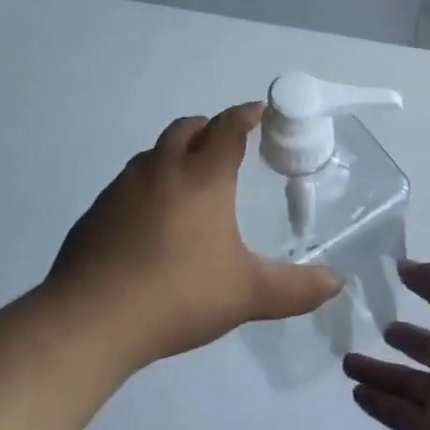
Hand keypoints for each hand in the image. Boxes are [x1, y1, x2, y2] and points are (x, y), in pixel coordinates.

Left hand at [48, 103, 342, 367]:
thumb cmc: (179, 293)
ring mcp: (123, 188)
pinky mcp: (96, 211)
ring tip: (188, 182)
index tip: (259, 110)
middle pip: (187, 128)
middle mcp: (162, 169)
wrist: (92, 318)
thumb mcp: (247, 294)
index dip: (246, 114)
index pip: (228, 127)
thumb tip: (337, 283)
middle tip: (224, 144)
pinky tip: (149, 221)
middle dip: (209, 128)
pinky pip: (128, 183)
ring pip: (154, 153)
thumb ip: (295, 288)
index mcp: (202, 177)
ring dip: (175, 154)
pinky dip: (147, 185)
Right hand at [345, 261, 429, 429]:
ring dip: (380, 373)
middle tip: (369, 327)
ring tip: (346, 362)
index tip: (394, 280)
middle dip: (402, 339)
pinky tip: (357, 394)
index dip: (426, 293)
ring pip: (409, 385)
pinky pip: (403, 417)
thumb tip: (406, 264)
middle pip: (428, 350)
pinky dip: (381, 405)